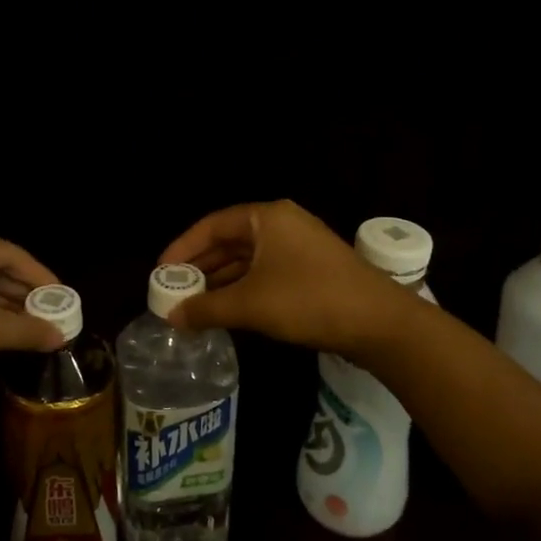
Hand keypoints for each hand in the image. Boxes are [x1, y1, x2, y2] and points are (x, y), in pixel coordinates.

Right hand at [158, 199, 411, 355]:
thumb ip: (206, 308)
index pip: (212, 225)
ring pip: (247, 260)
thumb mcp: (250, 304)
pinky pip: (265, 273)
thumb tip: (170, 317)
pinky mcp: (311, 270)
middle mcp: (282, 224)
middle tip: (173, 291)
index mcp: (267, 217)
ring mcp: (299, 247)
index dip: (182, 248)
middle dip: (200, 267)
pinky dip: (243, 289)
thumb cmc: (309, 300)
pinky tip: (227, 310)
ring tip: (193, 304)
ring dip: (221, 281)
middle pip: (229, 241)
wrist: (379, 323)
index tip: (161, 272)